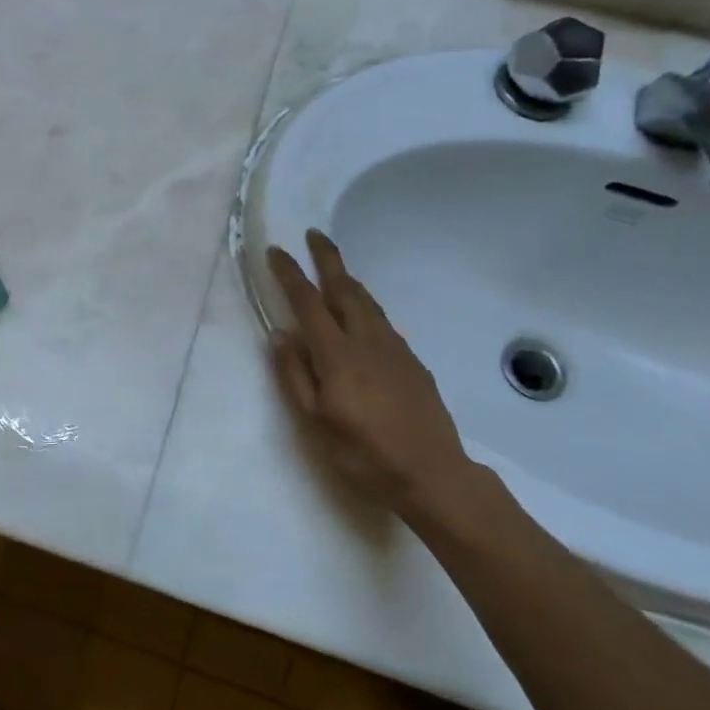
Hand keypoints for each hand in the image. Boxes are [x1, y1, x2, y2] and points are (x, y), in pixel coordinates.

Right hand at [266, 231, 470, 507]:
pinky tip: (362, 318)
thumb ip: (294, 374)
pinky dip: (366, 306)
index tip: (276, 251)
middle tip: (314, 235)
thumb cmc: (363, 453)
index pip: (308, 302)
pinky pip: (383, 321)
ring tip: (335, 271)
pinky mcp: (413, 362)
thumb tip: (279, 334)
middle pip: (345, 289)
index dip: (291, 274)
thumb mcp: (314, 421)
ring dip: (348, 280)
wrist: (432, 474)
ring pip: (368, 302)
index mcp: (338, 354)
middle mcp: (367, 340)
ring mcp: (395, 349)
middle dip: (328, 259)